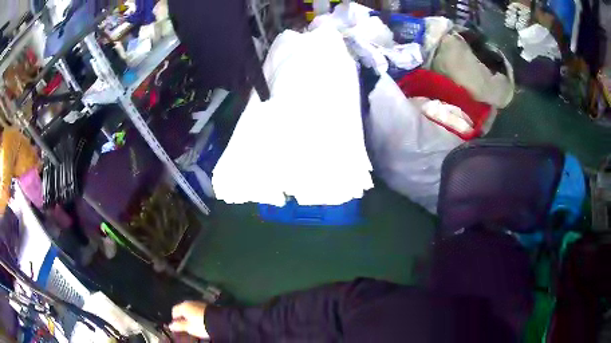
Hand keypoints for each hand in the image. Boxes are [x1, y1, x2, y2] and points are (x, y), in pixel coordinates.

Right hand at [169, 301, 209, 338]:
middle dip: (183, 317)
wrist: (219, 321)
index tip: (177, 326)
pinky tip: (201, 322)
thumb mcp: (189, 327)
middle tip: (185, 326)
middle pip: (183, 309)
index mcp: (183, 306)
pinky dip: (198, 315)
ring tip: (193, 325)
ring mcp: (200, 303)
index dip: (174, 319)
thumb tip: (170, 325)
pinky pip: (199, 310)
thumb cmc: (201, 325)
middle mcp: (190, 302)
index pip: (174, 310)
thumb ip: (178, 326)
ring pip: (191, 310)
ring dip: (191, 316)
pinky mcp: (208, 306)